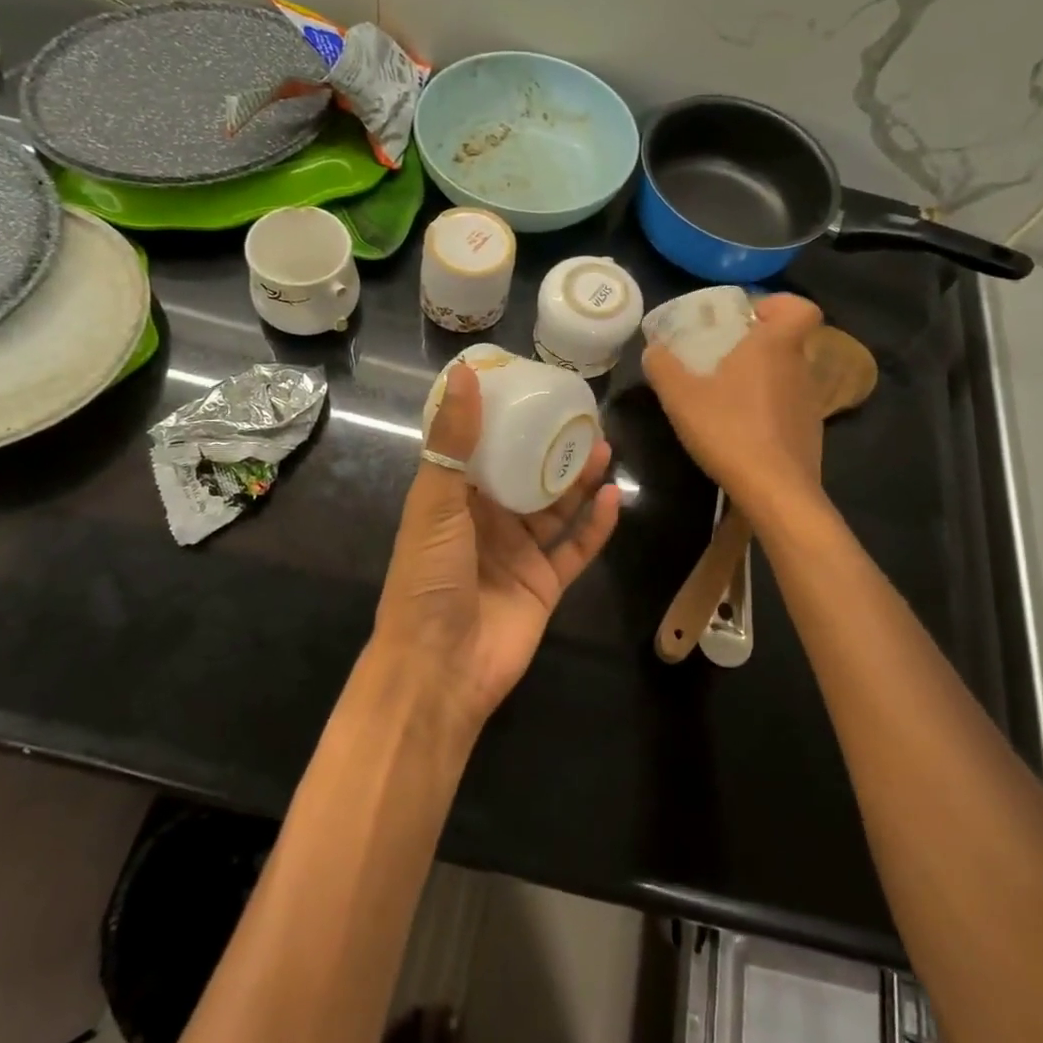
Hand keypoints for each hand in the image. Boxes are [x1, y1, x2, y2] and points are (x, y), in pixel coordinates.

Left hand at [373, 364, 619, 737]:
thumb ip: (454, 441)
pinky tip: (613, 497)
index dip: (502, 421)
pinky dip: (596, 525)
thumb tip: (464, 374)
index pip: (479, 449)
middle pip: (525, 476)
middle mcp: (486, 522)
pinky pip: (576, 547)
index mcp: (452, 500)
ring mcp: (518, 554)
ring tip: (603, 447)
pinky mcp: (545, 583)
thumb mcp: (435, 502)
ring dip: (577, 481)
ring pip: (555, 508)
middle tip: (580, 418)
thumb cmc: (428, 577)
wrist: (439, 668)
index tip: (530, 389)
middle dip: (550, 448)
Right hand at [643, 293, 825, 512]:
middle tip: (719, 359)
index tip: (748, 319)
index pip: (800, 307)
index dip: (777, 305)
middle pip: (786, 343)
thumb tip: (654, 349)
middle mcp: (799, 368)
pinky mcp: (809, 434)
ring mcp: (810, 404)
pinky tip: (739, 432)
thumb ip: (663, 367)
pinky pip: (787, 409)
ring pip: (786, 377)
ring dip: (759, 381)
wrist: (775, 492)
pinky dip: (766, 412)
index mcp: (775, 346)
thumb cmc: (730, 430)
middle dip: (755, 346)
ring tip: (724, 399)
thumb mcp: (680, 396)